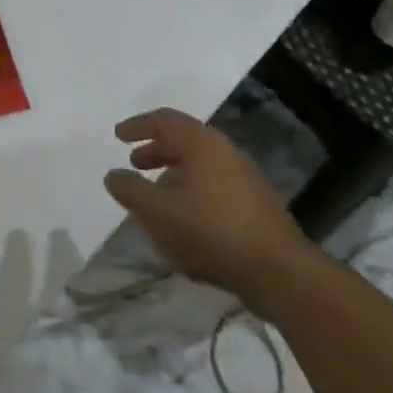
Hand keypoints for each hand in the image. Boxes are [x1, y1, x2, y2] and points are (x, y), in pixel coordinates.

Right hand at [103, 109, 314, 305]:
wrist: (279, 271)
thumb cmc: (211, 231)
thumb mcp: (158, 212)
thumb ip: (131, 190)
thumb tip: (114, 175)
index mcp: (203, 144)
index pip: (165, 121)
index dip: (138, 126)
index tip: (118, 136)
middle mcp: (226, 153)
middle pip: (184, 141)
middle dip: (156, 150)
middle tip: (134, 164)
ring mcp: (246, 179)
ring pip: (201, 166)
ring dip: (173, 175)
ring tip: (155, 196)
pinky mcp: (256, 205)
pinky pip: (214, 187)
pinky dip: (191, 192)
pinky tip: (183, 220)